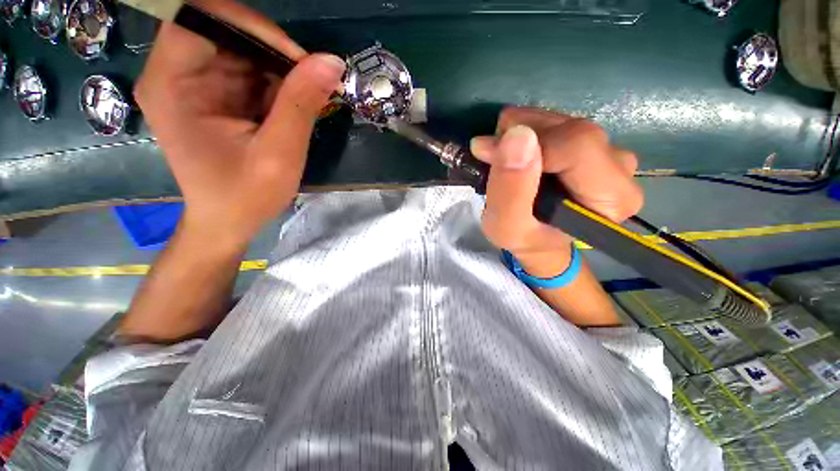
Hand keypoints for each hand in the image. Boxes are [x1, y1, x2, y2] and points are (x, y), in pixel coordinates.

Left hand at [135, 0, 345, 251]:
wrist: (227, 220)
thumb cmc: (246, 195)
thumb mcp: (279, 154)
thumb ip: (302, 105)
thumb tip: (332, 62)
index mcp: (172, 83)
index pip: (201, 17)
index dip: (251, 25)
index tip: (297, 59)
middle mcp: (174, 73)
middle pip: (223, 29)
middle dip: (271, 50)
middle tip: (310, 81)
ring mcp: (192, 83)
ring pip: (240, 48)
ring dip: (277, 69)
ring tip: (303, 100)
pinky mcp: (211, 94)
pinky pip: (245, 70)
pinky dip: (274, 83)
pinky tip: (289, 109)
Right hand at [471, 107, 643, 276]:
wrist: (539, 241)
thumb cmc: (525, 240)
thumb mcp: (506, 227)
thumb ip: (510, 190)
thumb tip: (517, 135)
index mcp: (611, 197)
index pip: (577, 145)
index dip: (529, 145)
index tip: (490, 154)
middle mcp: (620, 169)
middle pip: (571, 130)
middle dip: (522, 135)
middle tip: (492, 156)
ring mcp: (609, 153)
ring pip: (563, 121)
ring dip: (522, 133)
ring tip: (503, 159)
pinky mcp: (594, 145)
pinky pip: (559, 124)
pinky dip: (529, 133)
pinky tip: (517, 154)